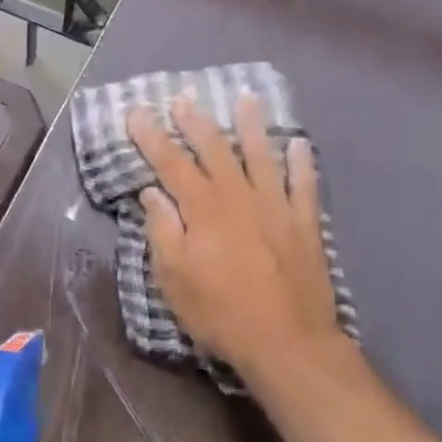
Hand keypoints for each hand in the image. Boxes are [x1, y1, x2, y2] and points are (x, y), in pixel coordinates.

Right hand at [128, 94, 346, 382]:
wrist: (288, 343)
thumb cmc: (220, 312)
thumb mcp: (173, 277)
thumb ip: (162, 230)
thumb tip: (152, 192)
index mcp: (202, 209)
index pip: (170, 162)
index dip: (151, 136)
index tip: (137, 111)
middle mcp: (238, 196)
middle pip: (214, 149)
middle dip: (196, 121)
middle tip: (184, 98)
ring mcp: (275, 207)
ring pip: (261, 156)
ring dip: (251, 126)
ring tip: (246, 99)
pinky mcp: (304, 225)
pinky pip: (304, 185)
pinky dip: (301, 163)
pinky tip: (298, 144)